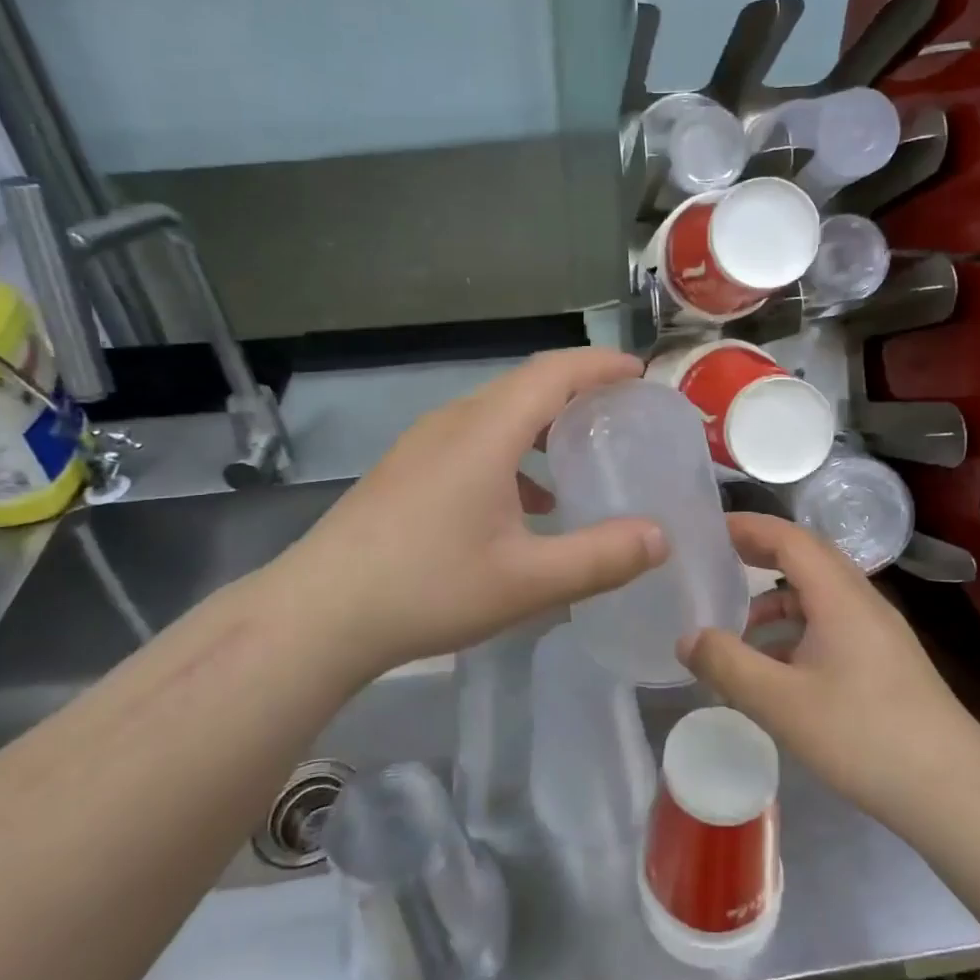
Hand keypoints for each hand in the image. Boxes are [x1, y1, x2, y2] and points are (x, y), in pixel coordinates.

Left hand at [268, 349, 666, 676]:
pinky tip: (522, 505)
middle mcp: (453, 423)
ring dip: (541, 426)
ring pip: (495, 415)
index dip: (600, 366)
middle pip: (525, 386)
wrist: (318, 613)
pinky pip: (471, 441)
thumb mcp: (527, 581)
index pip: (554, 372)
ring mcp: (422, 444)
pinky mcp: (404, 470)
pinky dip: (510, 454)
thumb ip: (601, 557)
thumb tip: (661, 538)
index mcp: (486, 431)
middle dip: (576, 392)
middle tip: (619, 415)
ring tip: (576, 459)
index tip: (639, 373)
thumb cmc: (428, 588)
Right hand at [677, 513, 979, 828]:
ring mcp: (878, 630)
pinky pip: (831, 622)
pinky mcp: (885, 659)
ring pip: (819, 594)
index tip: (709, 528)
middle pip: (806, 557)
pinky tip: (777, 667)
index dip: (748, 527)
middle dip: (760, 554)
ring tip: (737, 627)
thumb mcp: (781, 703)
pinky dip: (797, 628)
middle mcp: (862, 600)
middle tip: (716, 563)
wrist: (953, 789)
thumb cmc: (863, 736)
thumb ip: (727, 665)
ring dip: (777, 599)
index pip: (789, 538)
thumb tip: (687, 638)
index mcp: (840, 596)